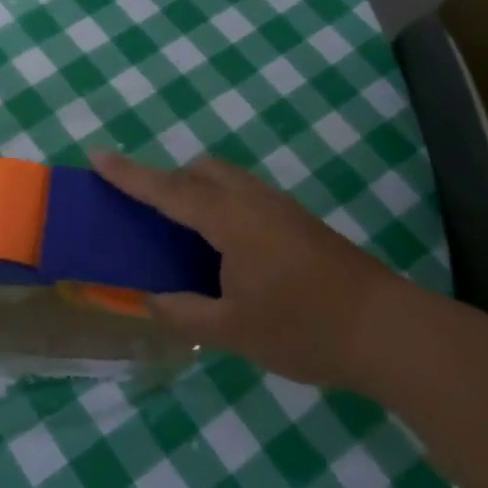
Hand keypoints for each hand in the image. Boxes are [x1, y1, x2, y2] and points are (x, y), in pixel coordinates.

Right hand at [91, 151, 403, 388]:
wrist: (391, 332)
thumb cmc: (305, 329)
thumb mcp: (233, 331)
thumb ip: (184, 313)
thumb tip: (150, 299)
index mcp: (231, 221)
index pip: (168, 190)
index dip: (129, 175)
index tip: (96, 155)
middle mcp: (254, 202)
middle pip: (202, 170)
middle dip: (167, 179)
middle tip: (145, 211)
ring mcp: (282, 209)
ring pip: (227, 180)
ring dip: (196, 191)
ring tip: (180, 233)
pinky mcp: (300, 223)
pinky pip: (245, 196)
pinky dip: (220, 205)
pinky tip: (223, 250)